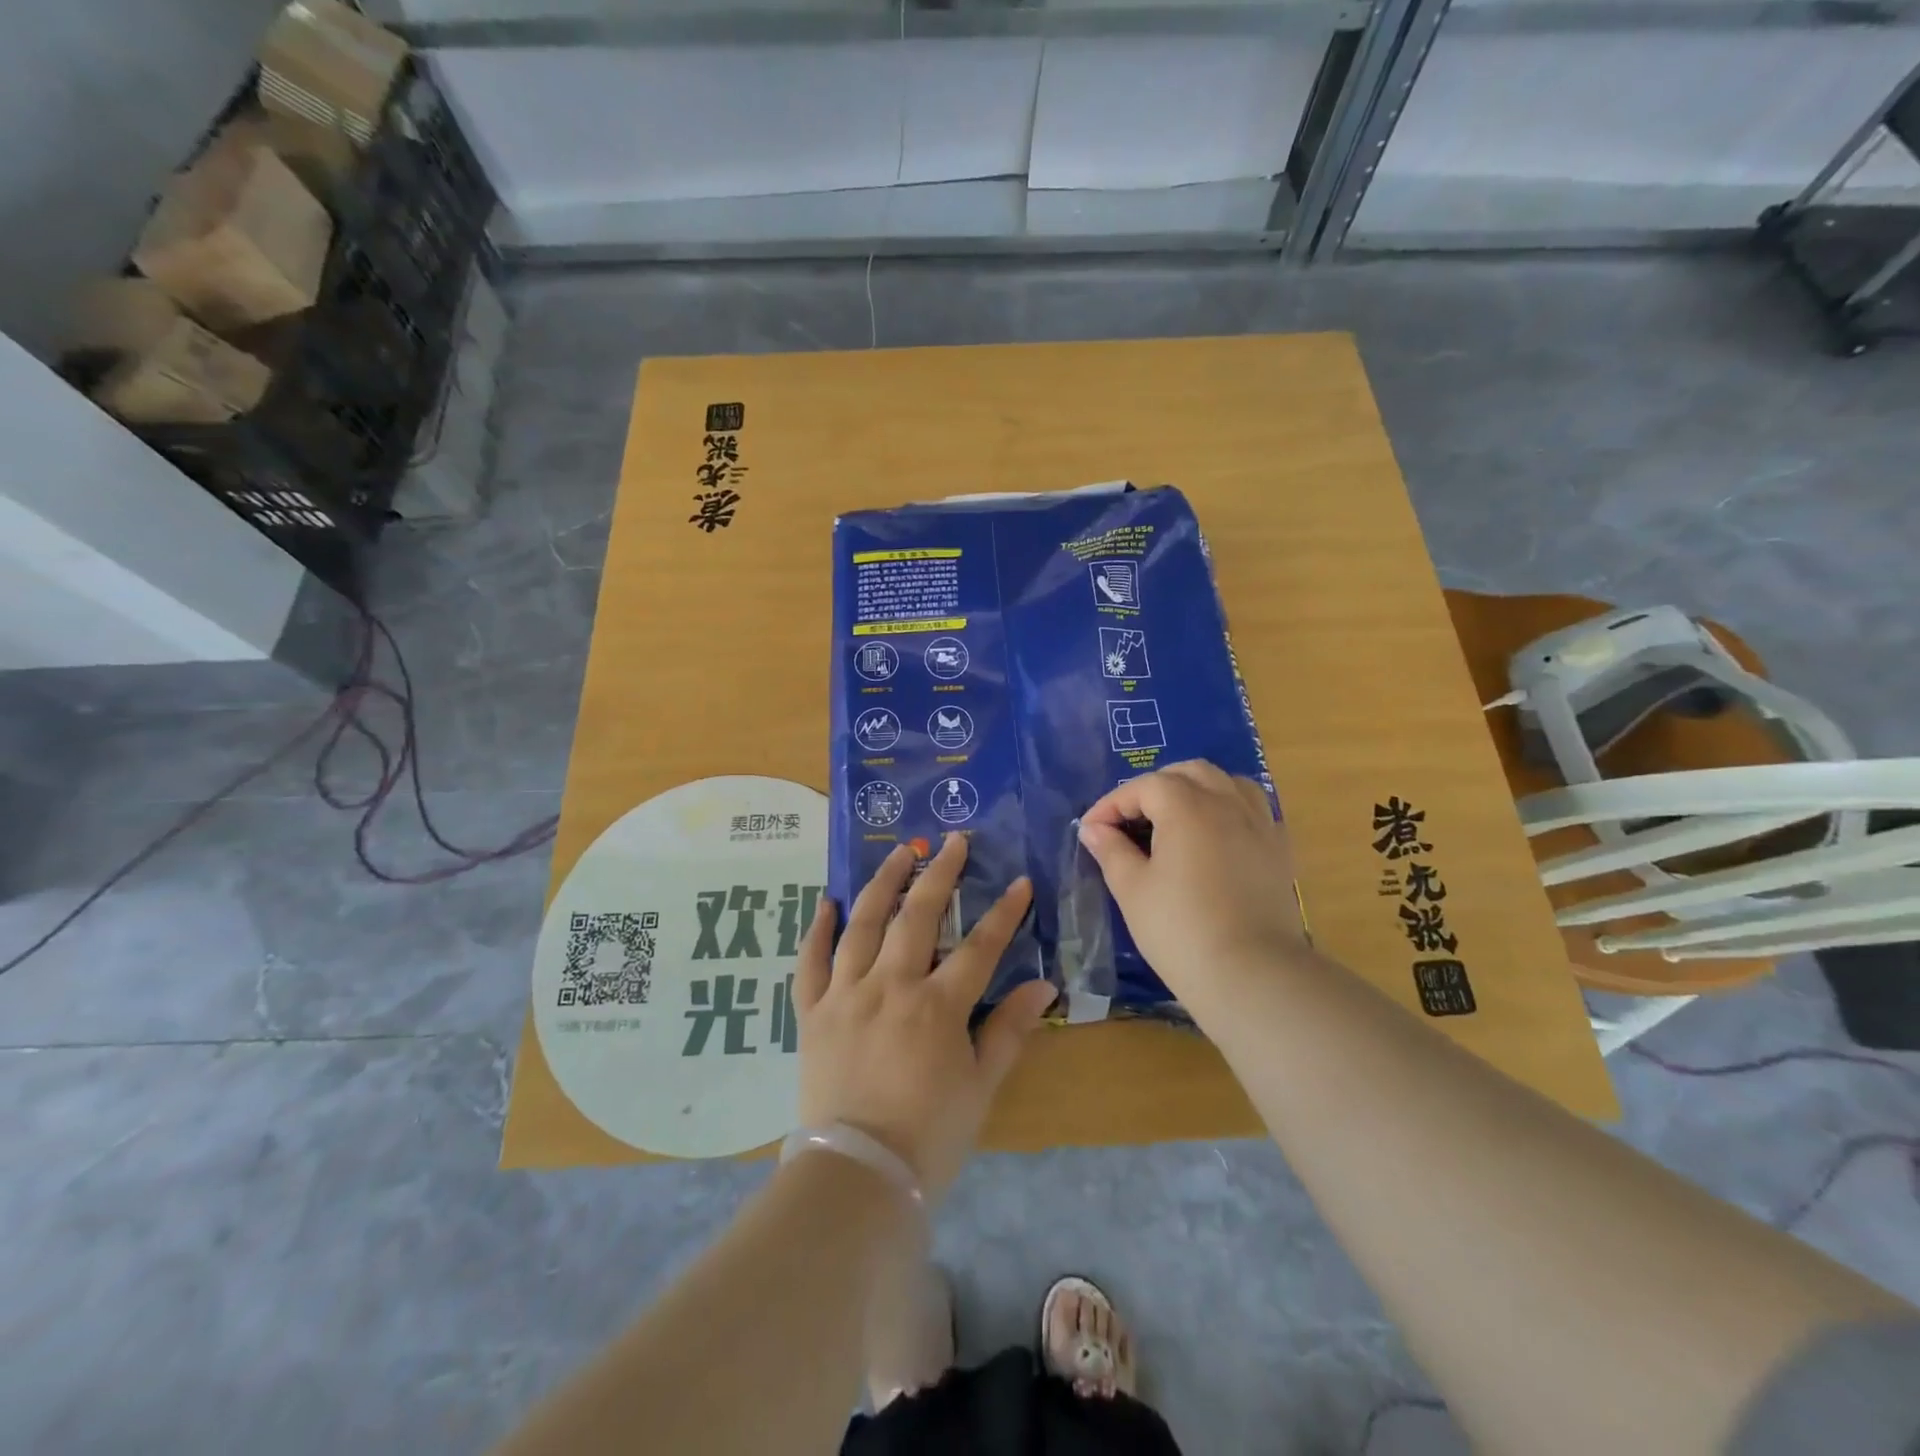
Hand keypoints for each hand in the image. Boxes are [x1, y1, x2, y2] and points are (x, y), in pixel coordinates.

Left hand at [794, 834, 1055, 1200]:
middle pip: (918, 916)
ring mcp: (846, 994)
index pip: (979, 947)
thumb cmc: (928, 1136)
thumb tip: (1044, 986)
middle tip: (953, 840)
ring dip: (884, 883)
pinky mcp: (813, 1012)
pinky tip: (828, 902)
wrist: (855, 1177)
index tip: (1020, 883)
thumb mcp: (981, 1086)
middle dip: (940, 874)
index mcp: (936, 1006)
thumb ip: (1010, 1030)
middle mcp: (890, 986)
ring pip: (864, 925)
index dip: (1004, 913)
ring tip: (900, 851)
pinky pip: (811, 962)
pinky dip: (817, 929)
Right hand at [1077, 760, 1305, 1001]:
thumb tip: (1093, 829)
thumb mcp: (1132, 890)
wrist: (1252, 975)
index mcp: (1187, 807)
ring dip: (1196, 789)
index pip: (1143, 787)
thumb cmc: (1180, 930)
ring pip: (1227, 783)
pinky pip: (1254, 810)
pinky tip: (1215, 837)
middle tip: (1130, 820)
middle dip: (1154, 787)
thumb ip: (1111, 851)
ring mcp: (1259, 824)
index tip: (1091, 831)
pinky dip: (1229, 809)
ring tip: (1175, 818)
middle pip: (1188, 772)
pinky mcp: (1279, 850)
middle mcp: (1227, 803)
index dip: (1112, 804)